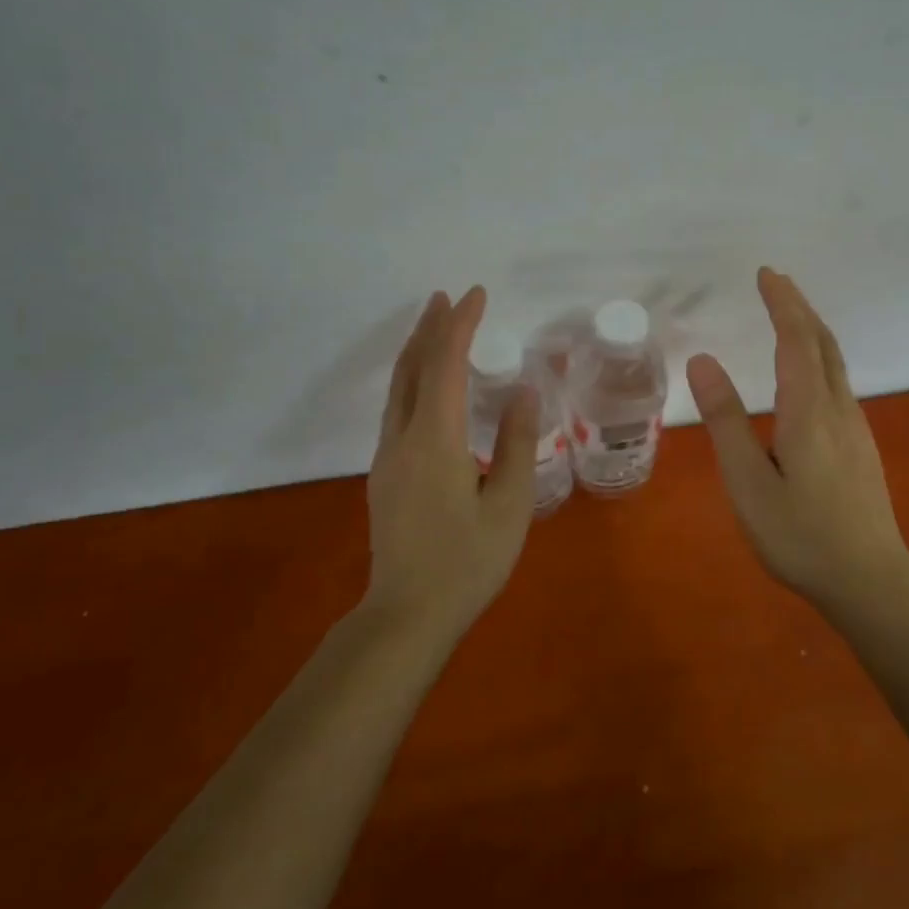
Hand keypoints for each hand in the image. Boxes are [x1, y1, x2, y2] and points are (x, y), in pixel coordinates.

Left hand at [367, 286, 537, 632]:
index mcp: (434, 440)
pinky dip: (413, 380)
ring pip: (398, 389)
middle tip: (446, 297)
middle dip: (429, 328)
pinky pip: (397, 409)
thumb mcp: (509, 504)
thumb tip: (524, 391)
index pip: (444, 365)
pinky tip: (427, 386)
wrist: (407, 614)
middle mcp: (402, 438)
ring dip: (416, 352)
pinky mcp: (385, 475)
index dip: (459, 325)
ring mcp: (387, 457)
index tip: (475, 295)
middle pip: (411, 368)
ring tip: (434, 327)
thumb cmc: (468, 562)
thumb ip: (517, 443)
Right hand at [687, 267, 908, 600]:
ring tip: (788, 315)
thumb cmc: (800, 535)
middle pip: (822, 343)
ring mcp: (855, 427)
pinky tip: (808, 372)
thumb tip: (704, 361)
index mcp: (808, 411)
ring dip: (811, 330)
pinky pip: (837, 382)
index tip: (766, 274)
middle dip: (799, 307)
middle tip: (776, 281)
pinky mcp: (860, 445)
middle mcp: (838, 409)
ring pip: (835, 362)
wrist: (870, 581)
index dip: (782, 303)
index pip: (796, 340)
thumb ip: (726, 420)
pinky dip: (819, 356)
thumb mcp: (748, 481)